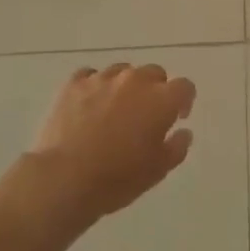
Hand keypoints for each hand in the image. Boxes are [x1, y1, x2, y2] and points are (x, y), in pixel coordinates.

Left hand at [26, 63, 196, 231]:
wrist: (64, 179)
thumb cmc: (118, 178)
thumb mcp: (158, 170)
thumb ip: (177, 146)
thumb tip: (183, 131)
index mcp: (161, 99)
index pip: (185, 87)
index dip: (184, 101)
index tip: (177, 117)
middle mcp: (135, 80)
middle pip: (154, 73)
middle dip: (155, 90)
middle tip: (146, 115)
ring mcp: (102, 78)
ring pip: (122, 71)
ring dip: (125, 86)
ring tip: (115, 110)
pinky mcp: (74, 84)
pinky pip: (91, 76)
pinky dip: (95, 86)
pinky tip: (89, 105)